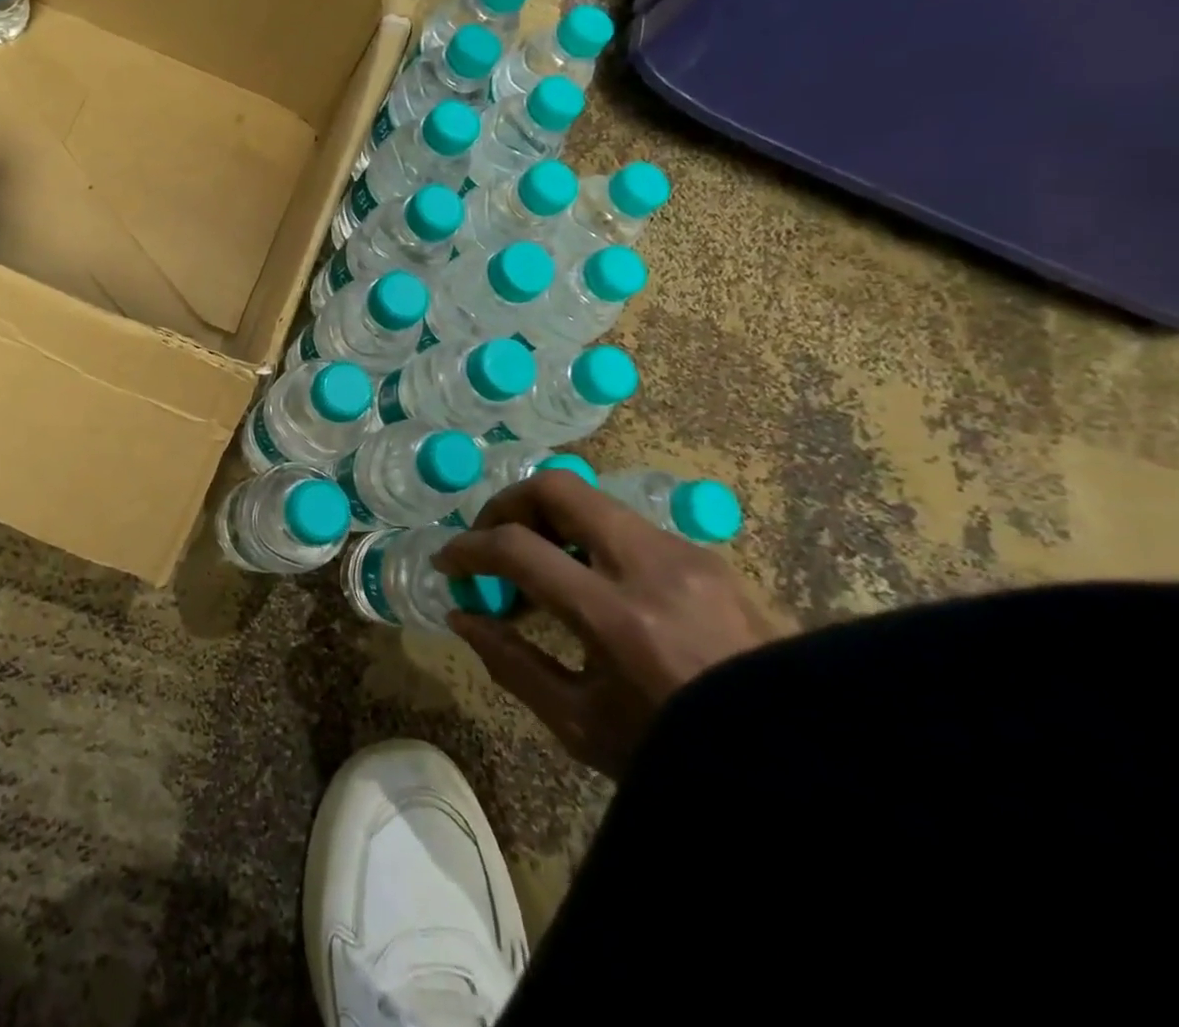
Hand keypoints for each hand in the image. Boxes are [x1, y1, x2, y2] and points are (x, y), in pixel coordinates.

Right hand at [437, 472, 789, 776]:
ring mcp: (687, 553)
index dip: (468, 548)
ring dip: (548, 521)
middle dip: (507, 504)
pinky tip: (587, 584)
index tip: (449, 562)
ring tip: (535, 569)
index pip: (518, 548)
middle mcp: (652, 566)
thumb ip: (511, 663)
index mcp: (618, 618)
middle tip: (489, 541)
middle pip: (557, 488)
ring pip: (593, 502)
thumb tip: (461, 616)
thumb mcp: (581, 725)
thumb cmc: (682, 757)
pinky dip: (587, 539)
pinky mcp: (708, 556)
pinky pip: (627, 526)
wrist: (807, 767)